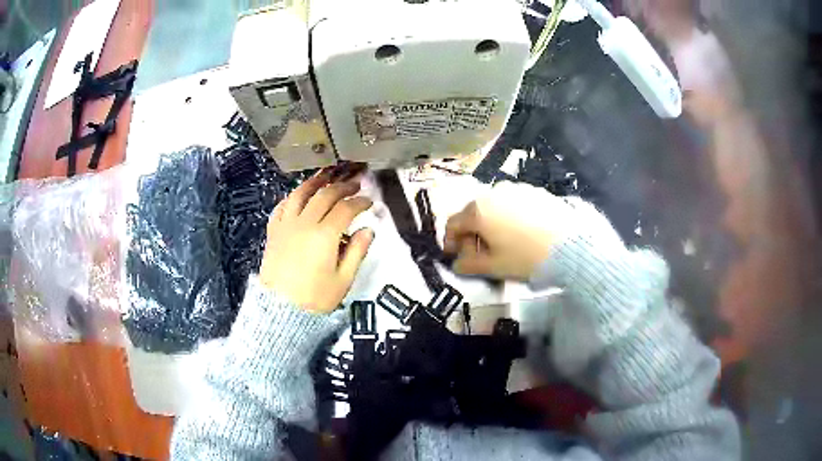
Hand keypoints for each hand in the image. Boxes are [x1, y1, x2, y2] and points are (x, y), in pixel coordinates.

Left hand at [259, 171, 373, 312]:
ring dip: (315, 183)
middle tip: (354, 184)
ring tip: (326, 177)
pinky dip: (291, 198)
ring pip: (300, 194)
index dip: (359, 202)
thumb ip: (356, 252)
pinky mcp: (273, 232)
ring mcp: (286, 225)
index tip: (369, 201)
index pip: (345, 209)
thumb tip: (368, 230)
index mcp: (324, 235)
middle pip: (324, 195)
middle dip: (342, 187)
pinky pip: (281, 207)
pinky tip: (297, 196)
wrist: (280, 310)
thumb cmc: (315, 298)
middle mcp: (304, 224)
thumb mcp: (343, 280)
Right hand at [444, 182, 564, 280]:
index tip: (455, 256)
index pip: (453, 223)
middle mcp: (493, 192)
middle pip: (473, 213)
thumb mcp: (494, 267)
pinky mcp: (534, 190)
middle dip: (471, 233)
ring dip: (490, 223)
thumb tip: (457, 263)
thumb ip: (469, 265)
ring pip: (493, 206)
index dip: (450, 241)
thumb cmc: (526, 257)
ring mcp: (516, 189)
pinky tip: (521, 232)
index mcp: (478, 210)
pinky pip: (513, 203)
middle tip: (480, 253)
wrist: (570, 245)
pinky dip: (509, 216)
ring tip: (502, 242)